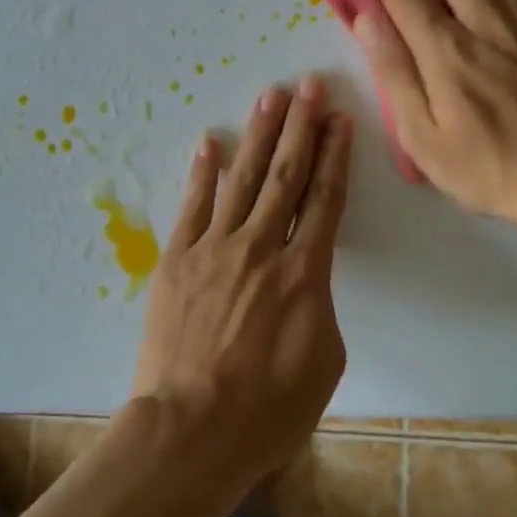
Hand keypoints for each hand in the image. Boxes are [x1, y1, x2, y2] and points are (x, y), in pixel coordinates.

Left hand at [128, 78, 352, 494]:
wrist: (190, 430)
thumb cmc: (267, 411)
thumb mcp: (322, 363)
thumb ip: (317, 305)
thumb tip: (304, 277)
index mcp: (304, 273)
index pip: (325, 201)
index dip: (334, 157)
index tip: (339, 119)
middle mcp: (261, 247)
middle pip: (285, 176)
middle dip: (300, 128)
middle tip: (308, 85)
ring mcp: (214, 248)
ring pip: (242, 179)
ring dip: (258, 135)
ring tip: (270, 97)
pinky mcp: (177, 259)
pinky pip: (193, 205)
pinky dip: (202, 172)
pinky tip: (210, 141)